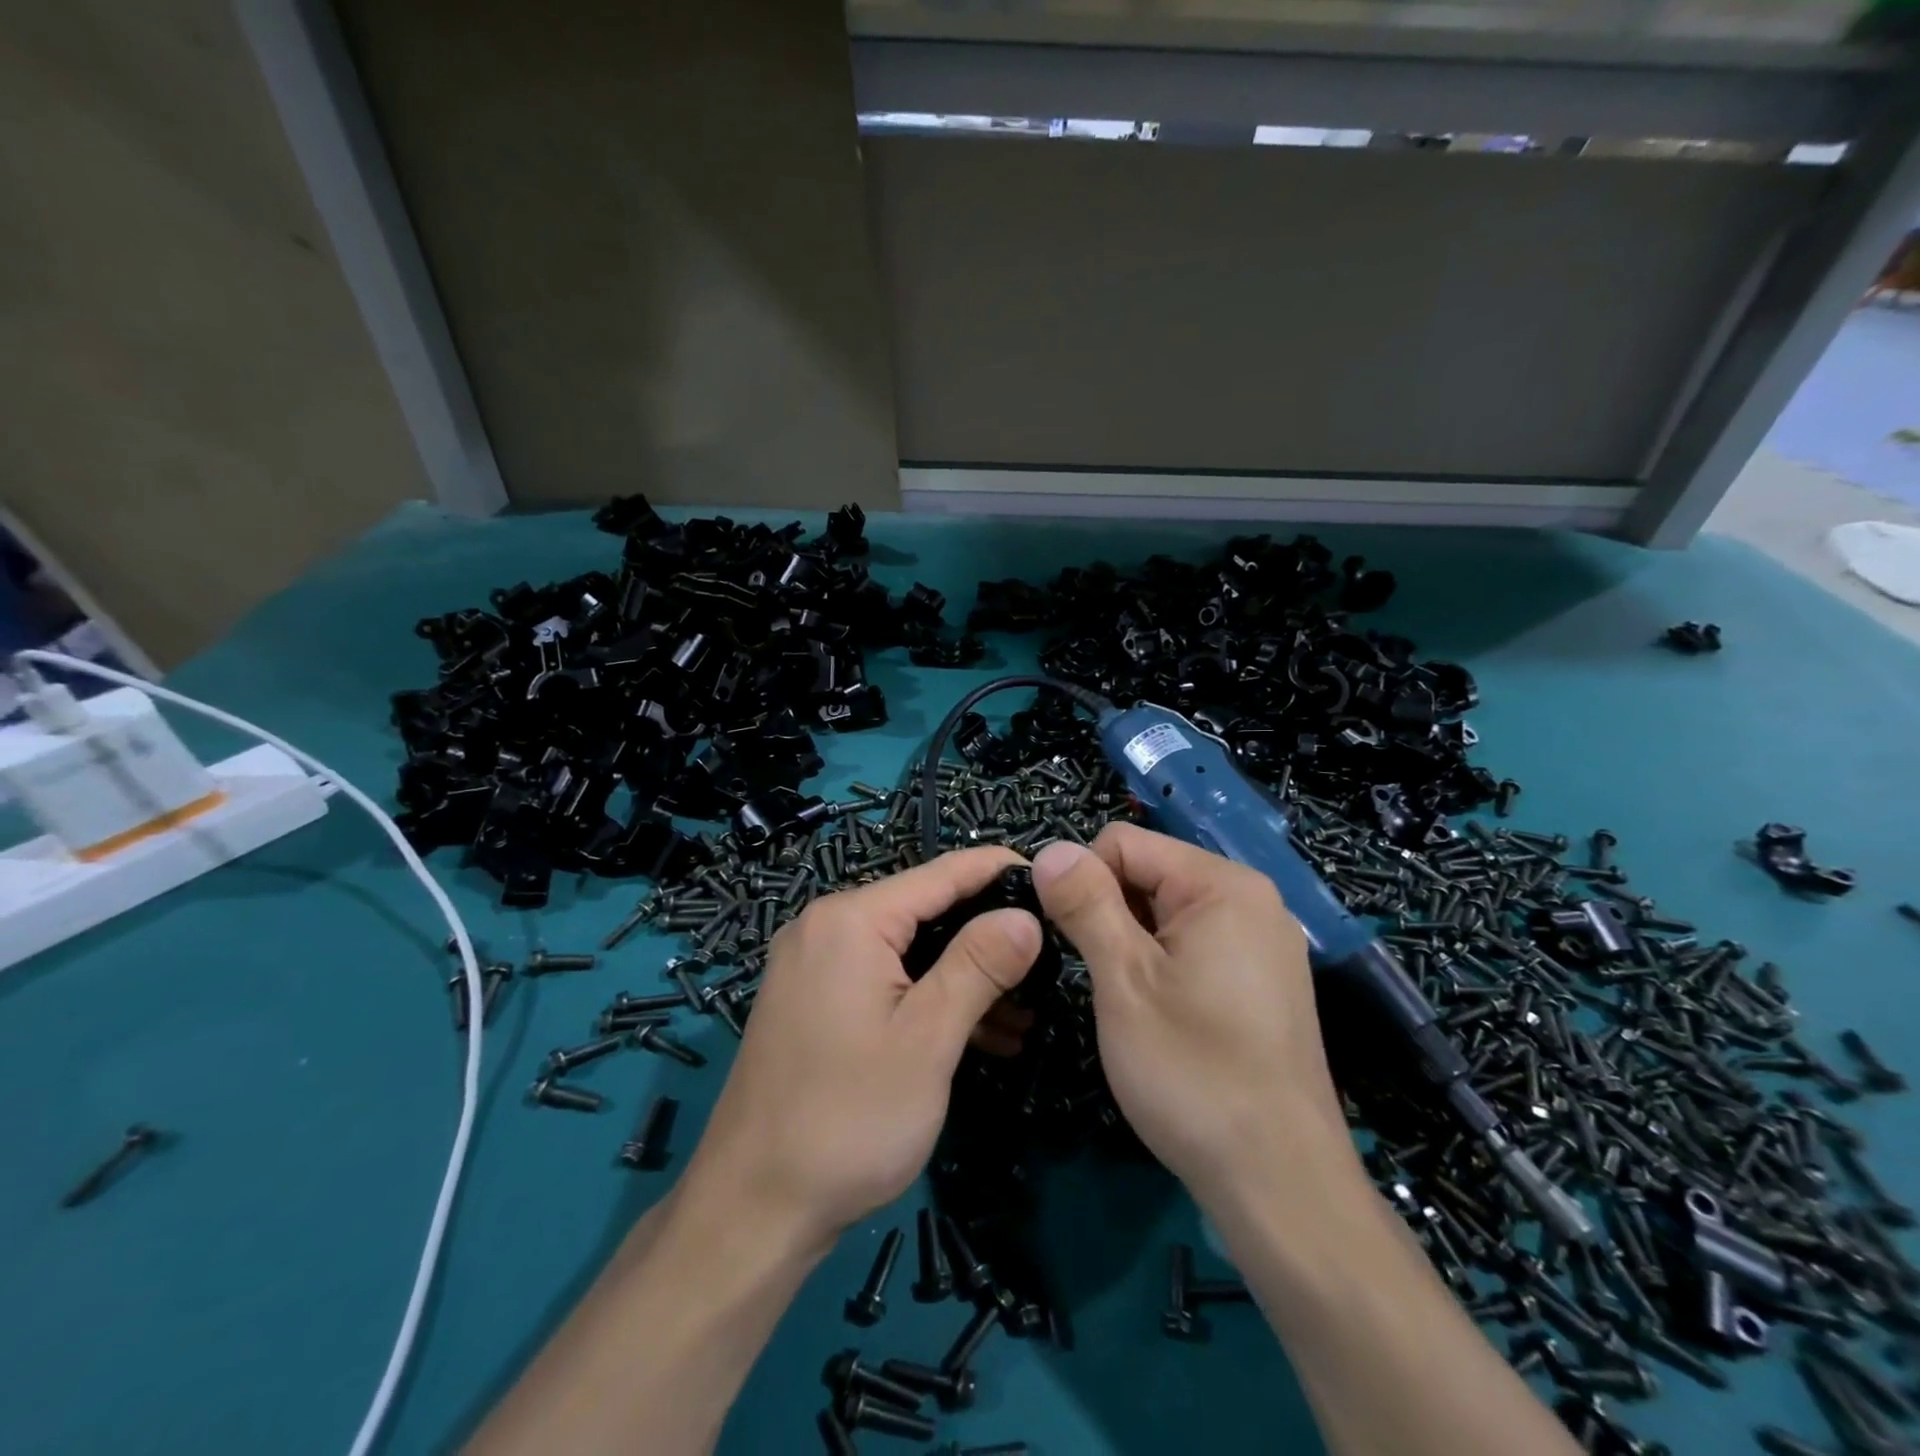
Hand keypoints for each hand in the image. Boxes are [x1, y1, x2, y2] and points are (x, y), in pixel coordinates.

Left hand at [677, 847, 1041, 1249]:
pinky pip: (884, 979)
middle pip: (925, 910)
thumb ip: (979, 965)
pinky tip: (979, 1034)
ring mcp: (815, 964)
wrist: (752, 1209)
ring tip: (1027, 1013)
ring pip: (908, 949)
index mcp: (851, 920)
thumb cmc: (848, 1120)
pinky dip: (928, 998)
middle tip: (1049, 963)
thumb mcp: (927, 1040)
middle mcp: (826, 926)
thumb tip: (1025, 915)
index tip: (1053, 883)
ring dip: (964, 976)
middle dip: (987, 936)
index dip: (1000, 872)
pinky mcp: (814, 1000)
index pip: (942, 874)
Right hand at [1030, 825, 1350, 1201]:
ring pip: (1167, 912)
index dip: (1082, 881)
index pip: (1124, 843)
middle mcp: (1251, 900)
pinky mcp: (1263, 982)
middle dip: (1108, 912)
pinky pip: (1195, 945)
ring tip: (1124, 1001)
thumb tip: (1049, 850)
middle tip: (1097, 978)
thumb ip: (1085, 905)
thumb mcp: (1124, 981)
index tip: (1064, 938)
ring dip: (1131, 942)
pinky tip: (1158, 1014)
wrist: (1281, 1184)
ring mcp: (1263, 943)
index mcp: (1222, 885)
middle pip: (1148, 873)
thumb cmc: (1193, 1073)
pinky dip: (1161, 964)